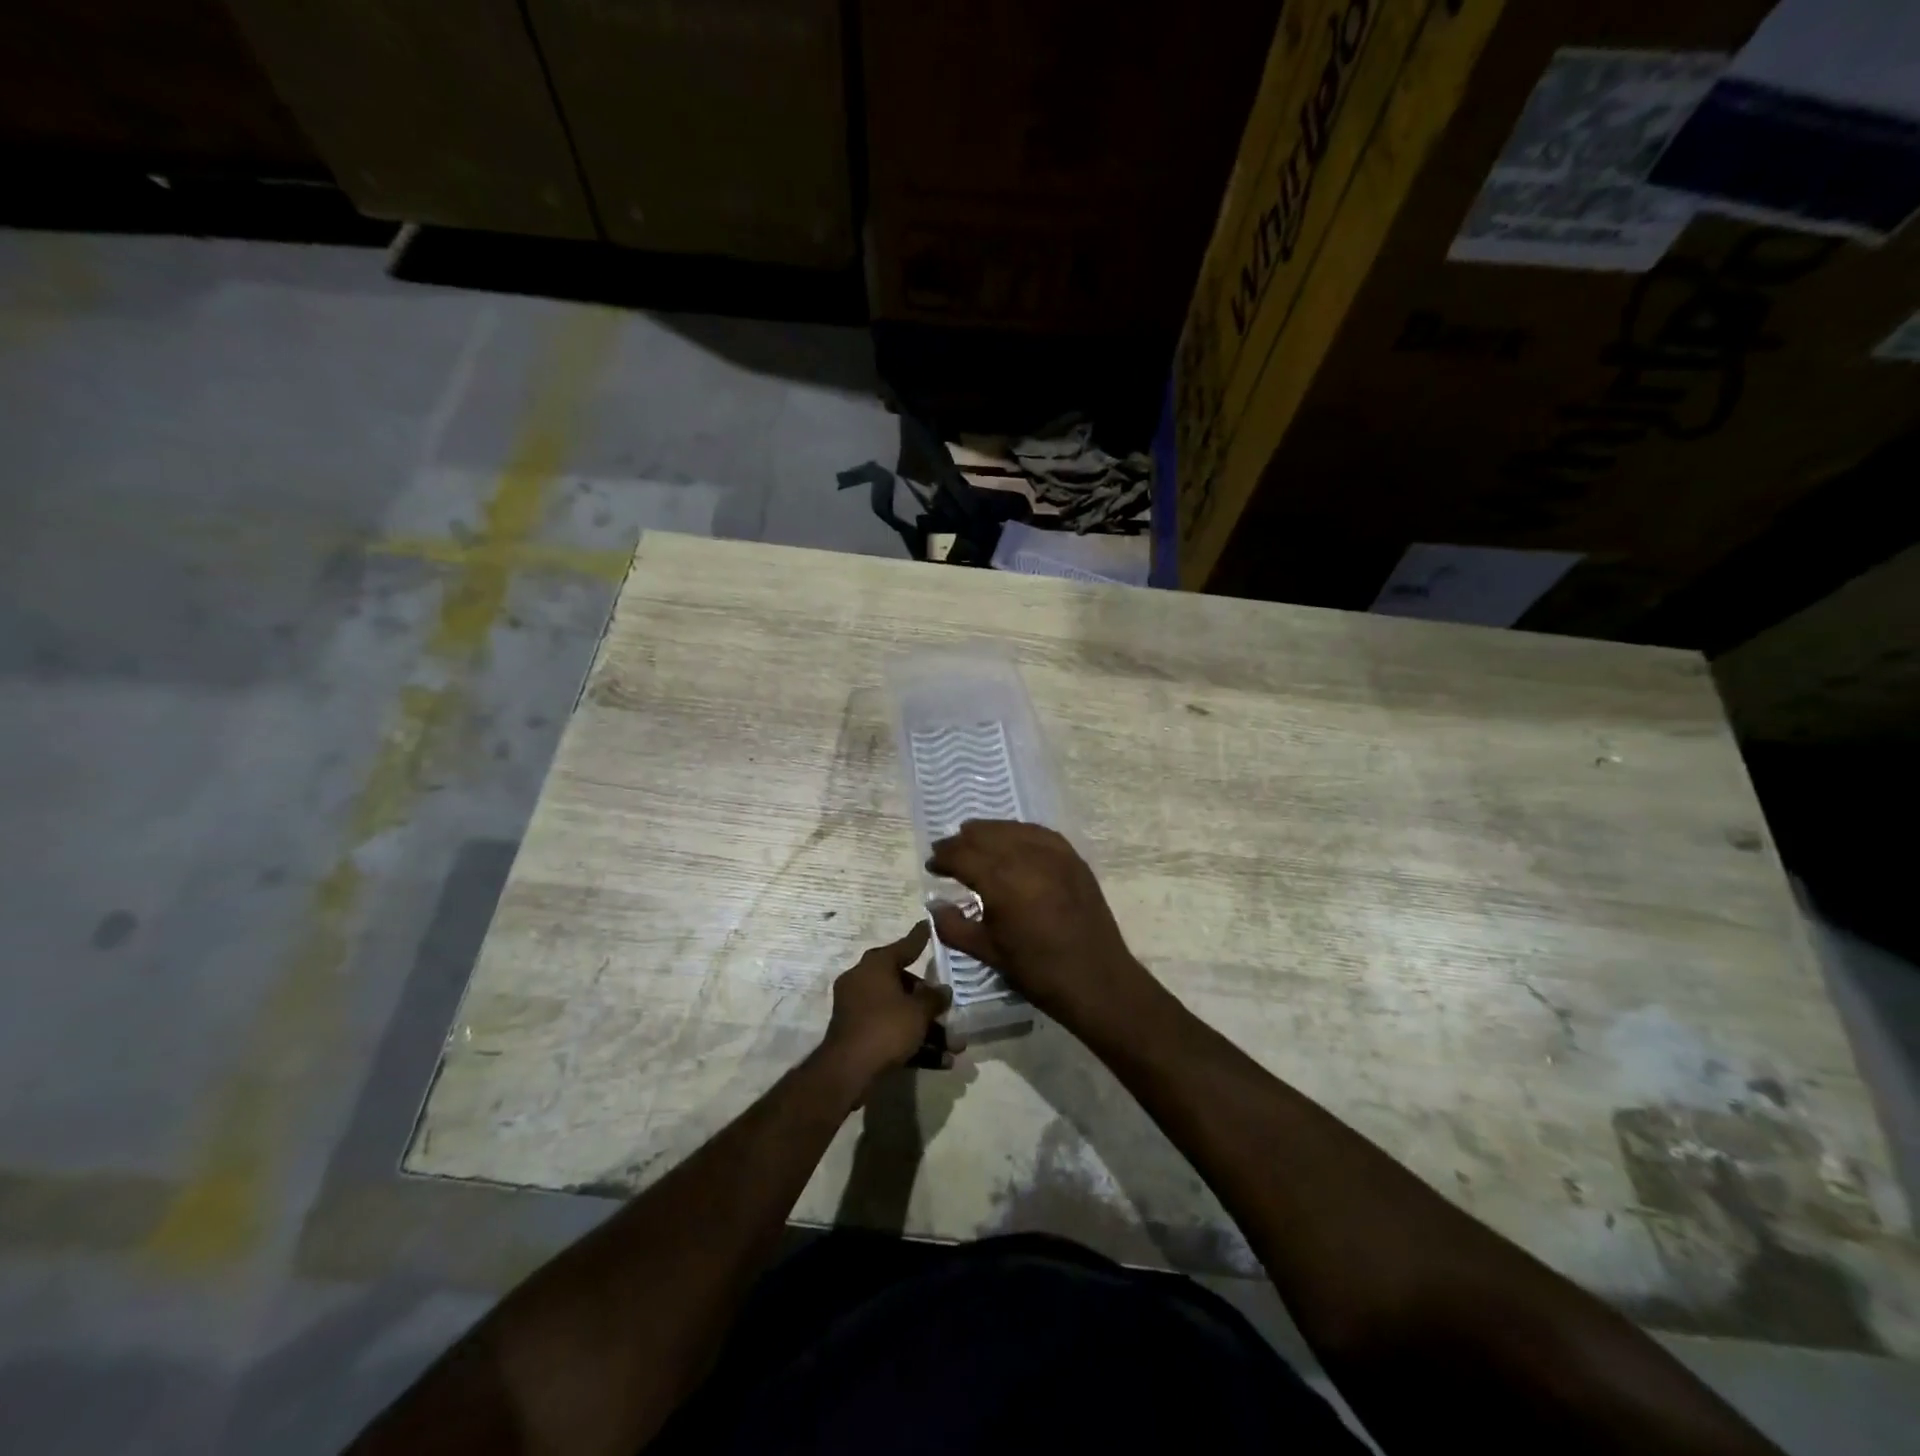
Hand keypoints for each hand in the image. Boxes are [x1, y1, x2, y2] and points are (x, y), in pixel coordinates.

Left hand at [820, 922, 954, 1095]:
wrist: (849, 1072)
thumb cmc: (886, 1027)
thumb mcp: (918, 1011)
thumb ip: (934, 998)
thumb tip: (943, 991)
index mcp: (875, 966)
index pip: (903, 946)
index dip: (920, 938)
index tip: (930, 926)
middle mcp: (863, 982)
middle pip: (904, 985)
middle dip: (930, 1002)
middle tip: (950, 1009)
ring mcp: (859, 1010)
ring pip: (900, 1013)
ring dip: (928, 1029)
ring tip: (955, 1047)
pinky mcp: (859, 1036)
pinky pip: (891, 1032)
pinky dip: (913, 1043)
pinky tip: (941, 1062)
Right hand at [926, 821, 1151, 1032]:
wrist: (1096, 979)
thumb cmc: (1037, 971)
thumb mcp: (987, 952)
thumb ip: (953, 926)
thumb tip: (935, 905)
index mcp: (1001, 881)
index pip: (962, 855)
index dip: (943, 858)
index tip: (932, 865)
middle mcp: (1026, 857)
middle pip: (985, 836)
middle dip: (962, 842)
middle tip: (947, 851)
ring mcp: (1054, 854)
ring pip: (1012, 829)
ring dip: (988, 832)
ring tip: (973, 838)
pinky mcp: (1073, 858)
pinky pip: (1040, 834)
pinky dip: (1019, 832)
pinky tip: (1012, 839)